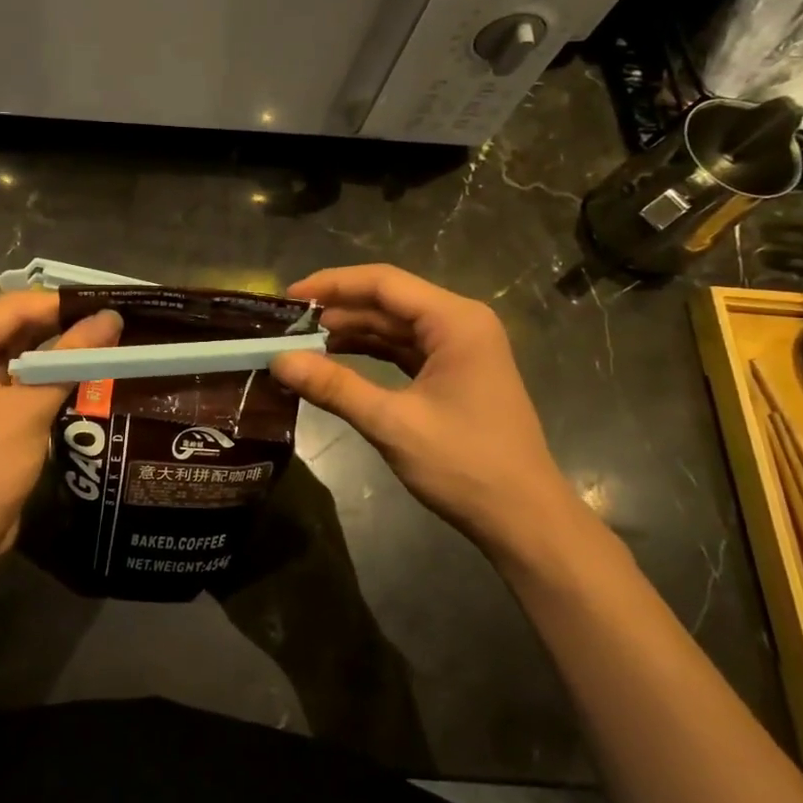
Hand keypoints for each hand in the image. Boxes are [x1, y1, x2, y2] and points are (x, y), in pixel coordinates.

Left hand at [0, 291, 121, 573]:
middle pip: (17, 327)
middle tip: (116, 319)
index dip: (63, 303)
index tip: (110, 301)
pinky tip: (88, 370)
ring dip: (61, 349)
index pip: (14, 308)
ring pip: (22, 352)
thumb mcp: (30, 409)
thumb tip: (112, 318)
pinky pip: (22, 378)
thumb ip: (71, 359)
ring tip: (111, 338)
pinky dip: (51, 374)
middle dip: (64, 324)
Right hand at [271, 264, 589, 562]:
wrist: (524, 519)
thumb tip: (278, 361)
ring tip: (300, 342)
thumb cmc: (465, 465)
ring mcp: (459, 349)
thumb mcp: (392, 423)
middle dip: (337, 310)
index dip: (332, 285)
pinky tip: (333, 361)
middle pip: (388, 301)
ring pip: (393, 326)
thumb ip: (334, 387)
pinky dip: (368, 353)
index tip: (287, 297)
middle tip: (285, 325)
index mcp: (455, 321)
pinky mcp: (453, 374)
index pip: (383, 283)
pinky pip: (402, 350)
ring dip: (349, 332)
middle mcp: (460, 324)